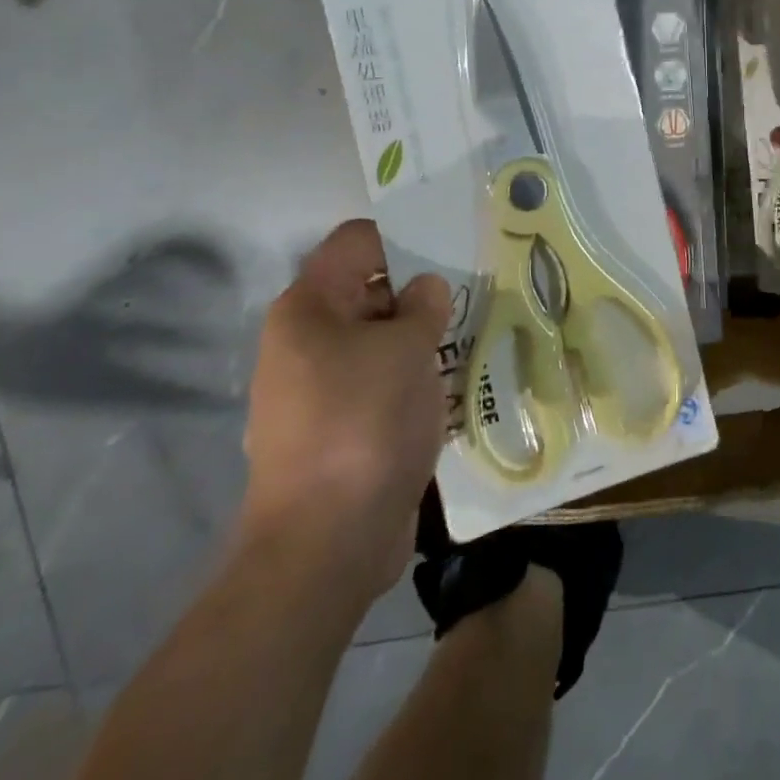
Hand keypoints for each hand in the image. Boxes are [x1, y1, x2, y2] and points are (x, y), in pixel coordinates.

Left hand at [240, 220, 451, 595]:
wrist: (327, 543)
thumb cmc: (364, 422)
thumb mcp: (407, 347)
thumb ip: (424, 304)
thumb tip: (426, 289)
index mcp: (308, 308)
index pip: (356, 242)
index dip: (403, 237)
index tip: (452, 247)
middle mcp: (304, 341)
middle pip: (367, 289)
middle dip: (420, 288)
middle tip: (476, 289)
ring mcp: (318, 388)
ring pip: (377, 338)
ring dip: (420, 335)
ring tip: (473, 332)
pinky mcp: (338, 427)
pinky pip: (379, 381)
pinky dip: (411, 375)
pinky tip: (452, 381)